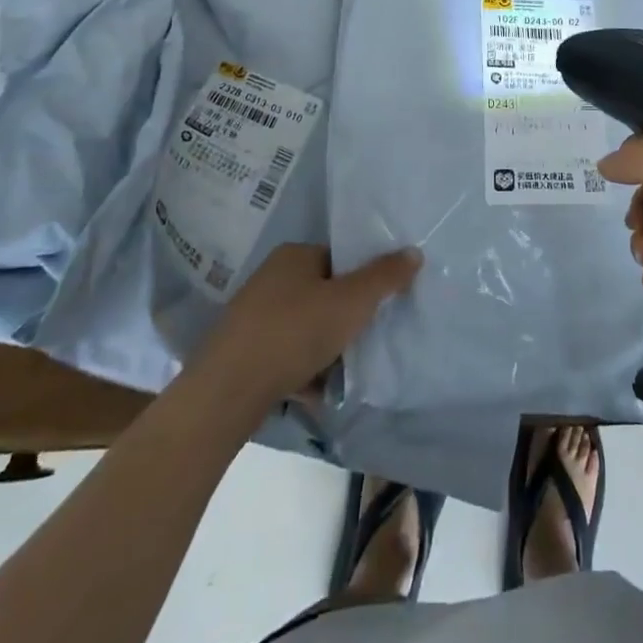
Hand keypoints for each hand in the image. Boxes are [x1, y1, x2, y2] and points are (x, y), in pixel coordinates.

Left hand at [193, 243, 421, 406]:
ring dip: (325, 348)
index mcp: (294, 255)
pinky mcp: (242, 351)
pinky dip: (302, 369)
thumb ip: (385, 276)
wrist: (227, 391)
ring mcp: (252, 315)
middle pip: (323, 293)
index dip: (362, 280)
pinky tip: (315, 391)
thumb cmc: (295, 332)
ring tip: (343, 371)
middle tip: (364, 339)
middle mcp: (270, 277)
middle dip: (344, 319)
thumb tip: (414, 252)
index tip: (378, 306)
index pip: (338, 258)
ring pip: (305, 327)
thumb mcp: (352, 301)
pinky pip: (285, 354)